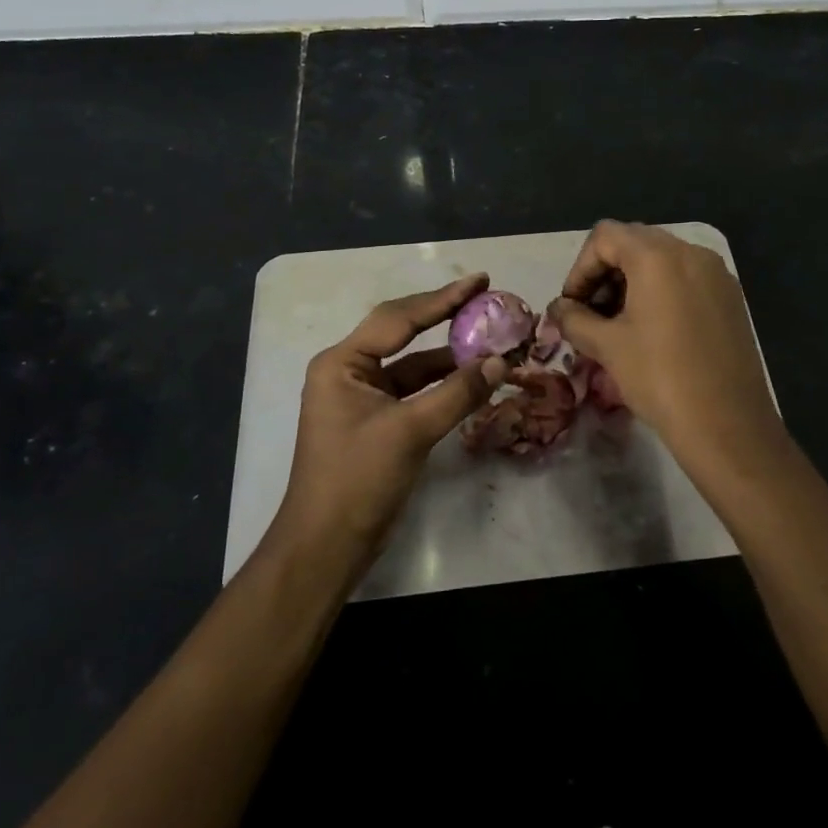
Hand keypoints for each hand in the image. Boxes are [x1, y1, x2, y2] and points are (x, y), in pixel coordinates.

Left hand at [273, 274, 505, 574]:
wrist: (326, 547)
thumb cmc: (357, 480)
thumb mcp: (410, 432)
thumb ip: (457, 393)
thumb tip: (501, 361)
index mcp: (343, 363)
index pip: (399, 318)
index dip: (443, 298)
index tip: (480, 281)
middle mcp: (350, 371)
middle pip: (404, 332)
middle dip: (445, 316)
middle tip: (486, 296)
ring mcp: (363, 396)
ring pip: (413, 363)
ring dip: (450, 353)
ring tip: (490, 336)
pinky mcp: (378, 421)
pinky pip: (415, 389)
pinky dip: (444, 382)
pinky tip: (473, 376)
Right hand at [549, 222, 783, 470]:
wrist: (729, 426)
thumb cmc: (660, 378)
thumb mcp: (607, 347)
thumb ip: (575, 319)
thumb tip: (558, 309)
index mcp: (658, 256)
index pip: (605, 236)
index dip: (580, 268)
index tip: (573, 307)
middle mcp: (691, 252)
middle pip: (634, 242)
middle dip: (605, 273)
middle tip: (591, 315)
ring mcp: (716, 274)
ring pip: (661, 260)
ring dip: (631, 282)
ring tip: (618, 326)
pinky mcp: (731, 297)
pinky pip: (686, 278)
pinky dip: (661, 291)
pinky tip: (653, 332)